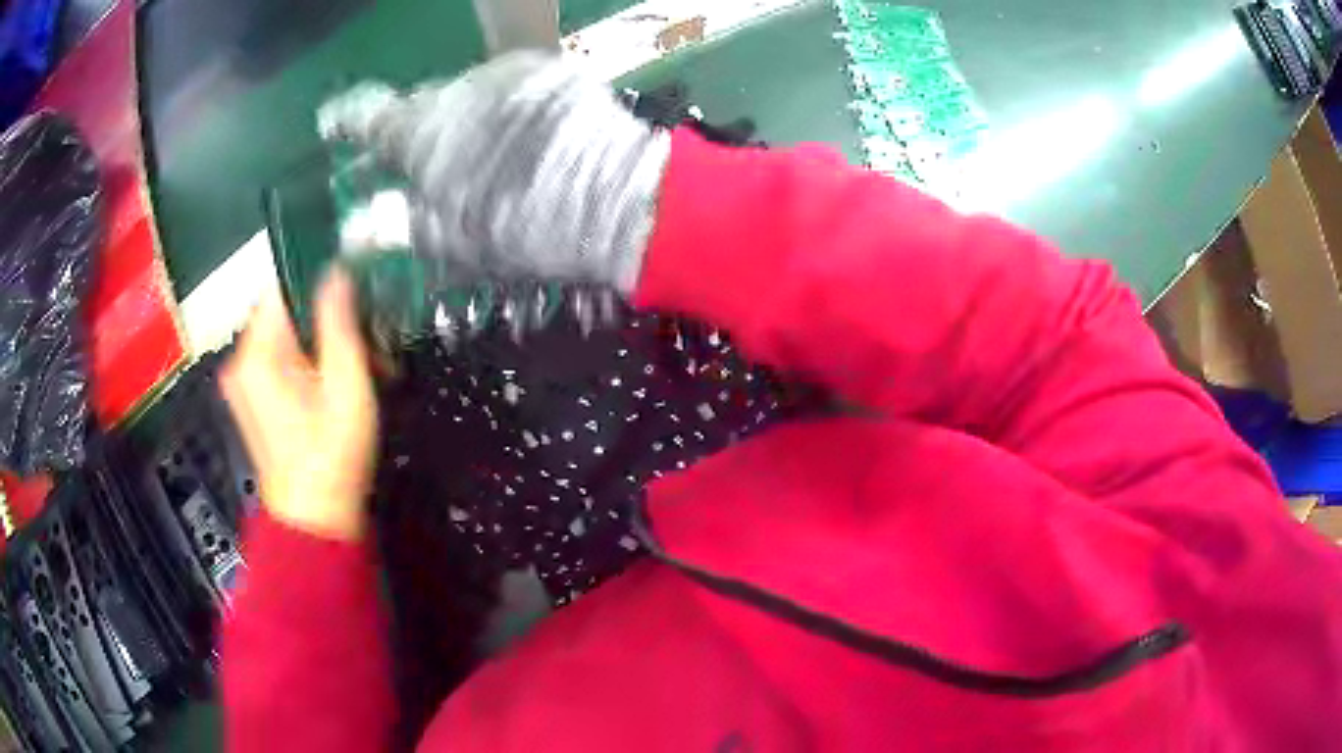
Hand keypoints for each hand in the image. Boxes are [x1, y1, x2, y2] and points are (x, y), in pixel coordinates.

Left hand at [222, 271, 377, 541]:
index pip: (282, 284)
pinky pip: (279, 360)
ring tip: (353, 366)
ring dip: (319, 341)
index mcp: (257, 352)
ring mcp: (243, 383)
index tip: (352, 292)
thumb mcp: (346, 384)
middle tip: (362, 339)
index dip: (319, 280)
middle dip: (324, 318)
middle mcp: (241, 362)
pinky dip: (306, 362)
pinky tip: (332, 383)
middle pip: (284, 311)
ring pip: (284, 335)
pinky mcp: (252, 400)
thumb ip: (340, 322)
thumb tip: (337, 272)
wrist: (313, 520)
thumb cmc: (330, 457)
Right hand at [318, 51, 670, 294]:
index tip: (332, 123)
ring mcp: (508, 74)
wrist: (612, 198)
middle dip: (418, 131)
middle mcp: (458, 88)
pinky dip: (506, 108)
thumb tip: (352, 230)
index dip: (345, 120)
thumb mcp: (449, 238)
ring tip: (486, 154)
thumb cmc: (519, 226)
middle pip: (423, 106)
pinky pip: (512, 87)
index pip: (368, 115)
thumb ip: (395, 225)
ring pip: (469, 95)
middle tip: (425, 160)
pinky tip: (524, 136)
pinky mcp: (550, 72)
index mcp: (423, 129)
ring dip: (466, 119)